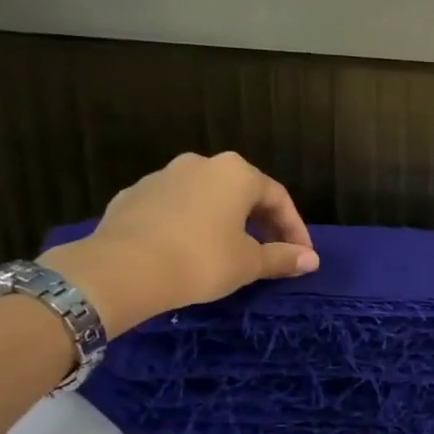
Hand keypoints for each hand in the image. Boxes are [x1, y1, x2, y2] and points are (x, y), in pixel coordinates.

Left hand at [41, 152, 317, 331]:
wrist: (123, 268)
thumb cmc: (201, 260)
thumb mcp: (249, 263)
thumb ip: (282, 258)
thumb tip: (311, 260)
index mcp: (236, 173)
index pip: (278, 198)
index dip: (294, 229)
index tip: (301, 256)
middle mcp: (201, 164)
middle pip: (242, 192)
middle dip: (261, 223)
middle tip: (270, 253)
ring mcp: (163, 176)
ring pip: (206, 198)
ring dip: (224, 222)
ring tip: (229, 252)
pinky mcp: (133, 195)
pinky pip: (174, 208)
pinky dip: (190, 225)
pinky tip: (189, 251)